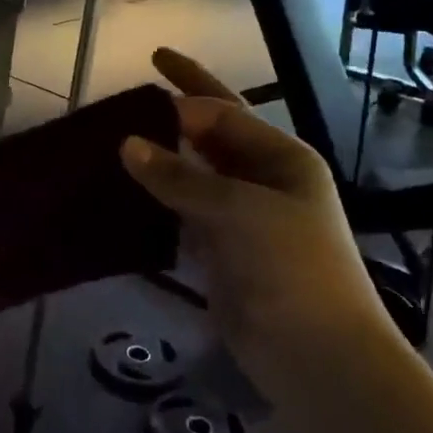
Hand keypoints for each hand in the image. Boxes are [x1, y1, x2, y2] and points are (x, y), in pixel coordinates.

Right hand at [121, 49, 398, 412]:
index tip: (148, 78)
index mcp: (282, 160)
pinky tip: (125, 192)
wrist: (315, 354)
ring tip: (116, 138)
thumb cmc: (291, 267)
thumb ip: (181, 178)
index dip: (189, 92)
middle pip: (211, 137)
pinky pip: (182, 214)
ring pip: (192, 176)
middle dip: (177, 113)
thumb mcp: (240, 211)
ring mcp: (240, 219)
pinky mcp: (220, 252)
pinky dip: (156, 201)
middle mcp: (262, 182)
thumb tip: (127, 144)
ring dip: (160, 159)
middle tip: (138, 85)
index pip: (227, 113)